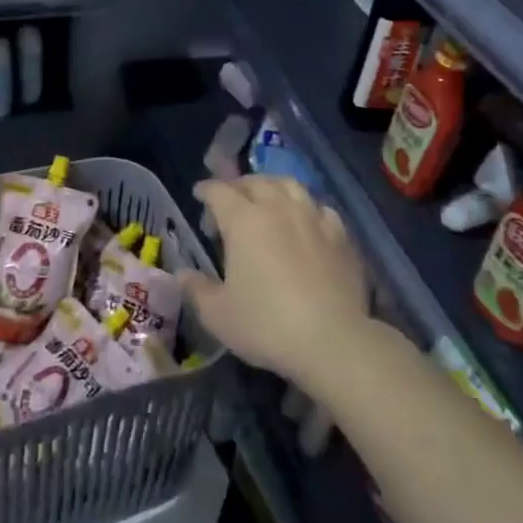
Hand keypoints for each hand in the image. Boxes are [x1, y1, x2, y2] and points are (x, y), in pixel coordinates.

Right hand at [180, 175, 368, 390]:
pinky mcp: (340, 235)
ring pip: (290, 186)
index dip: (206, 190)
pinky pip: (320, 208)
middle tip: (230, 200)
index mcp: (244, 221)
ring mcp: (312, 218)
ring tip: (267, 199)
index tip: (199, 194)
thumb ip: (197, 290)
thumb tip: (182, 274)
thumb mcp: (218, 315)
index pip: (219, 192)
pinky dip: (306, 208)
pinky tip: (305, 221)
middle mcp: (278, 208)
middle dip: (238, 185)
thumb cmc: (266, 325)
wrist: (332, 339)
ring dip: (273, 187)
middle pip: (255, 182)